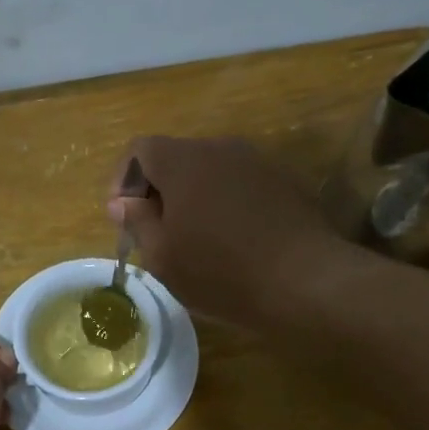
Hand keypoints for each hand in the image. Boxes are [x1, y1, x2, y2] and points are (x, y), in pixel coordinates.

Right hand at [107, 136, 346, 327]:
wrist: (306, 281)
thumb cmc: (221, 272)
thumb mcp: (163, 256)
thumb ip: (137, 221)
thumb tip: (123, 202)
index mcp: (183, 161)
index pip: (139, 150)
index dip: (123, 181)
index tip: (125, 219)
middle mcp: (220, 148)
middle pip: (176, 158)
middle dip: (158, 191)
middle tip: (156, 234)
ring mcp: (257, 162)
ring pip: (210, 172)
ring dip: (193, 198)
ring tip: (195, 241)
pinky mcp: (285, 181)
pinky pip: (241, 185)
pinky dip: (226, 204)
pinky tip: (233, 241)